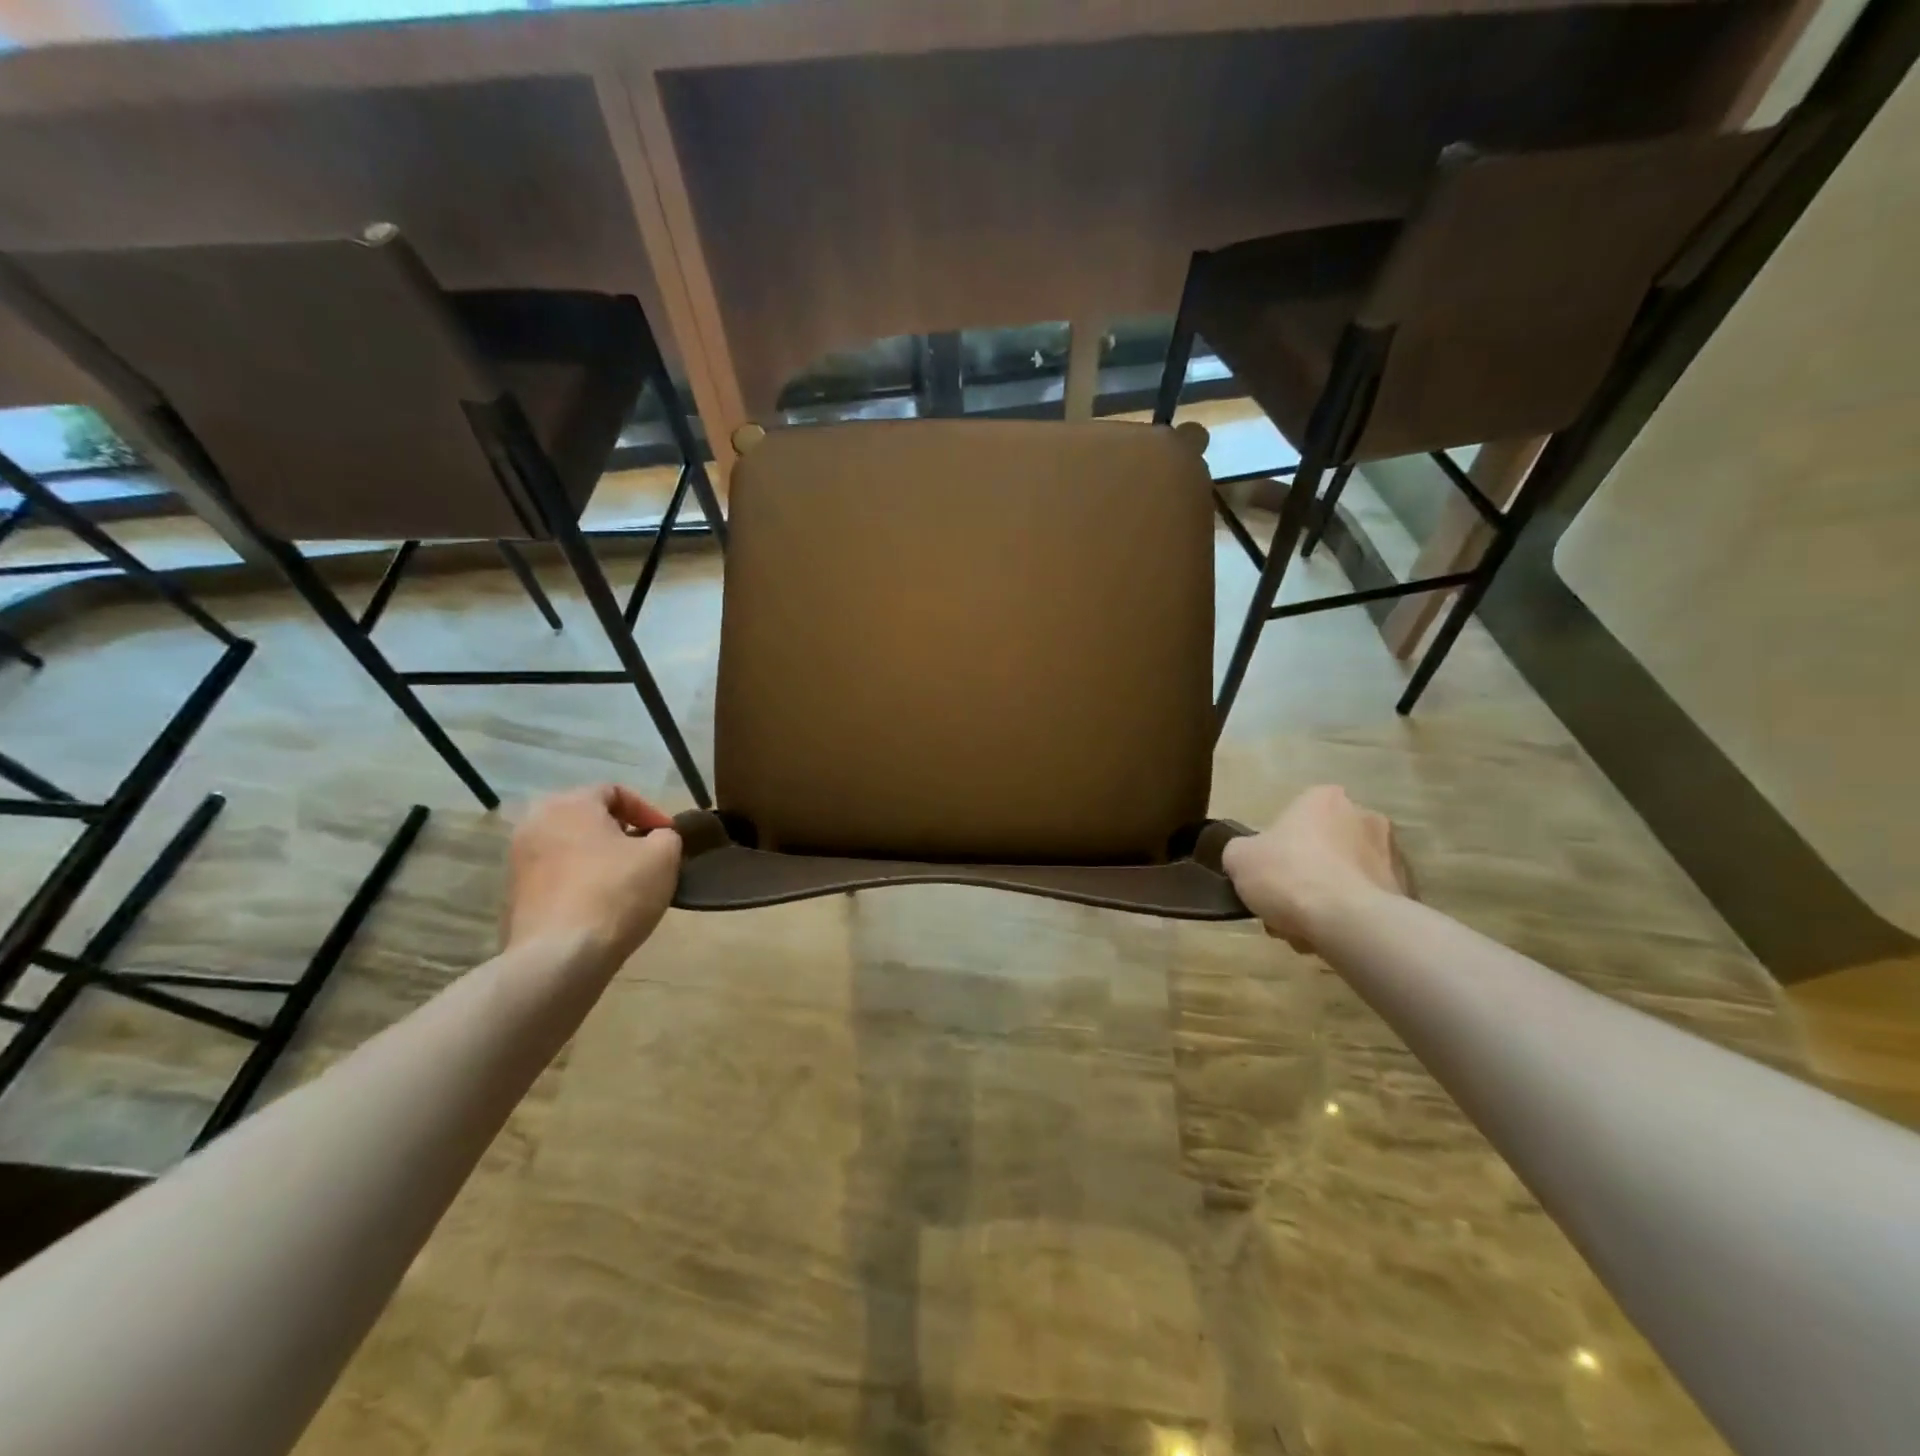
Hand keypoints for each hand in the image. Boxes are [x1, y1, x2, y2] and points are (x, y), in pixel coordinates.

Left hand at [503, 784, 681, 967]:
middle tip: (646, 854)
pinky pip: (555, 877)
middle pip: (587, 818)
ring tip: (625, 881)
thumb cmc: (616, 893)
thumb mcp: (664, 856)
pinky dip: (579, 882)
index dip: (649, 810)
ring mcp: (518, 861)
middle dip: (620, 832)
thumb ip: (666, 836)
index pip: (614, 791)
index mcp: (570, 804)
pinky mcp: (513, 896)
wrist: (559, 957)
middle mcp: (535, 824)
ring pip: (569, 847)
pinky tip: (600, 906)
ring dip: (598, 858)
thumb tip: (655, 838)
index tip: (668, 835)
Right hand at [1222, 785, 1409, 952]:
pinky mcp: (1409, 890)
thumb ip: (1242, 851)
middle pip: (1323, 848)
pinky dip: (1352, 915)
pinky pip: (1369, 900)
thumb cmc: (1289, 876)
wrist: (1350, 922)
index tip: (1270, 875)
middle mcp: (1365, 816)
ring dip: (1328, 898)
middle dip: (1305, 876)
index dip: (1277, 849)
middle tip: (1285, 906)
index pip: (1295, 818)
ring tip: (1308, 929)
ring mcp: (1393, 853)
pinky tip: (1334, 936)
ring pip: (1346, 877)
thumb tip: (1251, 857)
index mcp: (1324, 798)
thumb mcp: (1239, 859)